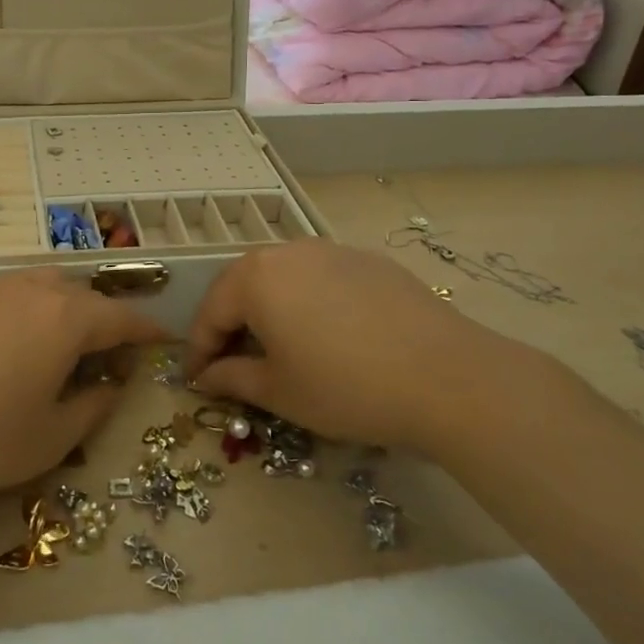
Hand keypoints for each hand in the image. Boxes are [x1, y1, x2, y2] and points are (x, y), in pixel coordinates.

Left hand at [0, 271, 167, 502]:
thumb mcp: (49, 438)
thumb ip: (91, 407)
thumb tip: (110, 386)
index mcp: (64, 319)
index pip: (120, 318)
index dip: (146, 329)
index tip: (162, 338)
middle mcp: (29, 290)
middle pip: (80, 295)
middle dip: (101, 318)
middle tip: (106, 351)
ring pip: (39, 286)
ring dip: (60, 308)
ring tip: (56, 344)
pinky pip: (1, 294)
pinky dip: (19, 312)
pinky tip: (0, 346)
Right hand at [186, 241, 552, 455]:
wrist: (448, 378)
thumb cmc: (346, 388)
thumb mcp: (279, 392)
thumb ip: (232, 378)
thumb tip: (206, 377)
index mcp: (255, 277)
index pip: (210, 313)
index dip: (198, 350)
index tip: (195, 381)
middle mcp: (287, 251)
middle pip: (243, 288)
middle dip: (231, 326)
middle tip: (231, 365)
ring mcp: (331, 251)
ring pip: (283, 280)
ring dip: (269, 311)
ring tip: (278, 349)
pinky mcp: (368, 261)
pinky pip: (321, 279)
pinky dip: (308, 304)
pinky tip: (327, 337)